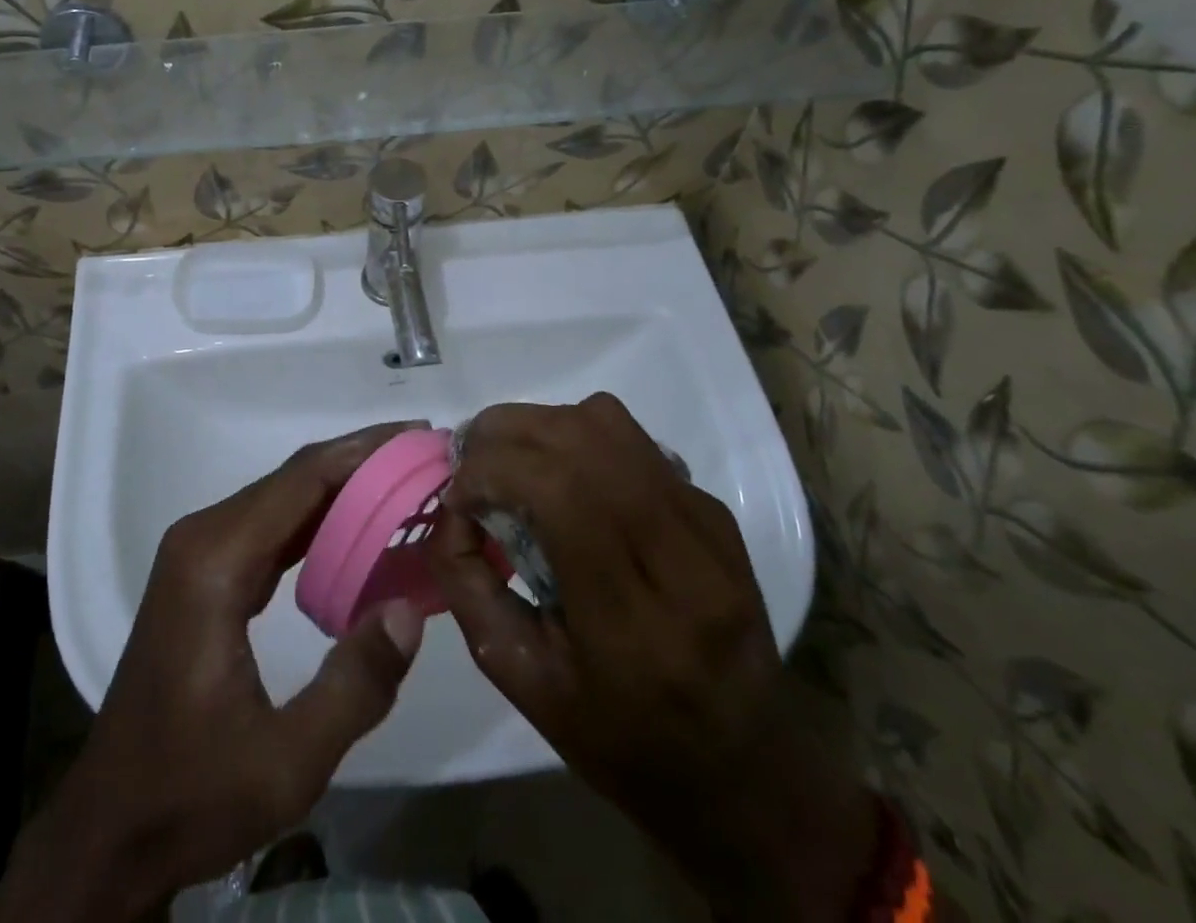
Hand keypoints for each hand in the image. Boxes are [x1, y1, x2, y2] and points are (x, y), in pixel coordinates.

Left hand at [0, 423, 427, 922]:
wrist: (113, 826)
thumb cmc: (192, 794)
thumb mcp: (286, 763)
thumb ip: (354, 686)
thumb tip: (411, 610)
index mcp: (216, 561)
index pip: (302, 480)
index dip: (364, 451)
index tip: (420, 438)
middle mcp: (204, 537)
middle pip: (294, 478)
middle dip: (362, 461)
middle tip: (427, 456)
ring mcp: (200, 551)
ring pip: (284, 497)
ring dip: (344, 486)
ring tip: (405, 482)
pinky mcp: (206, 571)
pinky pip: (272, 526)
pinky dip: (320, 519)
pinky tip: (361, 528)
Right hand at [429, 395, 876, 921]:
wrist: (746, 772)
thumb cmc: (621, 741)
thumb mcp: (523, 682)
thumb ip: (469, 587)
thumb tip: (449, 509)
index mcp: (633, 627)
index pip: (560, 495)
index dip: (493, 470)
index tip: (457, 493)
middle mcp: (682, 562)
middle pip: (583, 443)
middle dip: (507, 433)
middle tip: (471, 461)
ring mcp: (708, 527)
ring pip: (610, 424)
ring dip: (542, 426)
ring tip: (513, 461)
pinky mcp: (717, 511)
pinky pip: (634, 442)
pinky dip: (581, 441)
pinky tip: (566, 481)